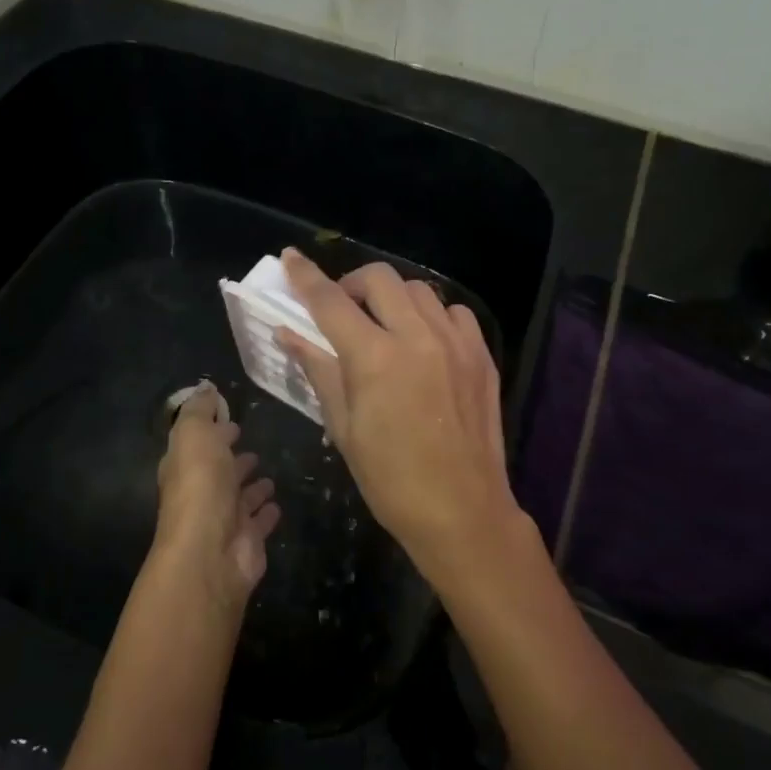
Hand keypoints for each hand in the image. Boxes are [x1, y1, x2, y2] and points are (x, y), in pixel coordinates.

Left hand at [154, 383, 279, 608]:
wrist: (210, 551)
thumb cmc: (200, 486)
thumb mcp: (194, 434)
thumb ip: (200, 410)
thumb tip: (206, 388)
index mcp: (184, 467)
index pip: (198, 444)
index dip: (212, 430)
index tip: (230, 418)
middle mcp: (202, 493)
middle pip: (219, 471)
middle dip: (232, 457)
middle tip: (251, 444)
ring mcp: (226, 519)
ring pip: (240, 497)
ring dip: (252, 486)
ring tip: (269, 474)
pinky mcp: (248, 540)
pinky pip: (259, 521)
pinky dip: (267, 512)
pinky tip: (277, 503)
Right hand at [276, 250, 526, 584]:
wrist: (462, 511)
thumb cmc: (390, 479)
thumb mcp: (343, 427)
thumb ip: (319, 370)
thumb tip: (288, 334)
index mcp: (375, 358)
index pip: (330, 301)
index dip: (305, 277)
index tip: (290, 258)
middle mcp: (417, 337)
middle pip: (379, 278)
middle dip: (352, 284)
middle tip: (343, 310)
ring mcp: (455, 343)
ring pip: (418, 290)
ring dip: (392, 298)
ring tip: (384, 326)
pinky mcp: (481, 355)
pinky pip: (453, 313)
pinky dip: (432, 315)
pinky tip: (424, 341)